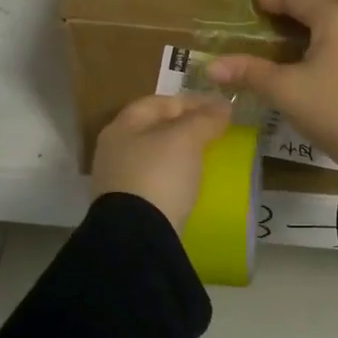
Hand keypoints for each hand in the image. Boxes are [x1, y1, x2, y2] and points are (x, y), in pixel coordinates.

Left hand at [91, 93, 233, 231]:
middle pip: (154, 129)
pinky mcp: (129, 207)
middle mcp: (115, 149)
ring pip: (155, 157)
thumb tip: (222, 105)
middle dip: (185, 128)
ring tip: (208, 158)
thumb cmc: (159, 175)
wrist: (138, 236)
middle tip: (216, 133)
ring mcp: (118, 180)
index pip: (158, 102)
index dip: (190, 101)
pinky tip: (191, 184)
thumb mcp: (186, 139)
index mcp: (122, 126)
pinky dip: (175, 178)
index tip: (220, 108)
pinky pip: (156, 182)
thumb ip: (204, 119)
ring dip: (180, 155)